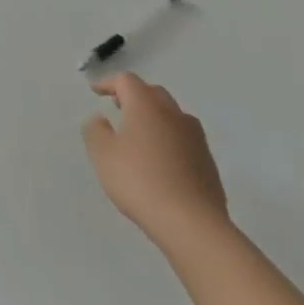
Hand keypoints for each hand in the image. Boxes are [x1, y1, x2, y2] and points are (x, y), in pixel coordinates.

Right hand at [82, 74, 228, 254]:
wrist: (191, 223)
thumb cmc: (139, 180)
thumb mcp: (102, 153)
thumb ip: (96, 130)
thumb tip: (101, 119)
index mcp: (146, 106)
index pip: (127, 81)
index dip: (109, 83)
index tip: (96, 93)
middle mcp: (174, 115)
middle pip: (153, 93)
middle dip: (134, 96)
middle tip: (118, 106)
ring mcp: (195, 138)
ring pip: (173, 115)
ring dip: (154, 116)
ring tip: (139, 132)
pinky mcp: (208, 162)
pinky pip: (184, 138)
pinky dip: (168, 138)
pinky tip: (160, 158)